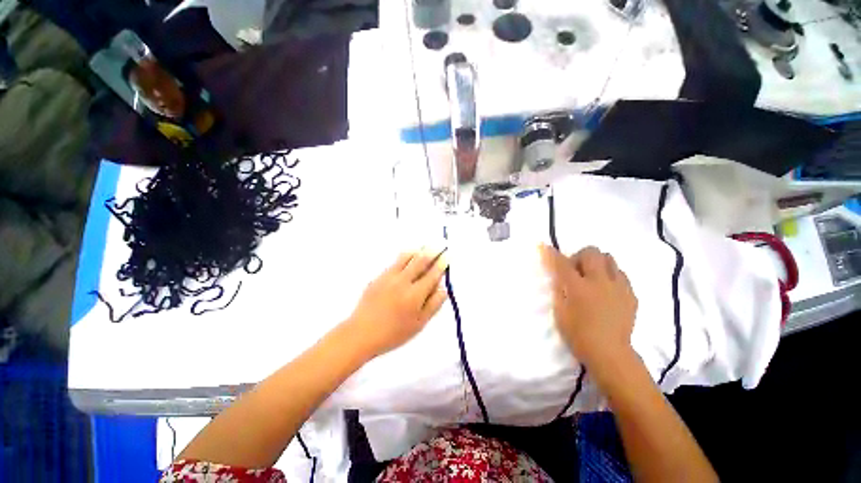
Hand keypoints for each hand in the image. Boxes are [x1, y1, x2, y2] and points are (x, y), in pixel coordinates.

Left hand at [346, 250, 448, 358]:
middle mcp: (403, 281)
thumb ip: (433, 304)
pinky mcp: (379, 277)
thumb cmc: (394, 333)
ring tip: (425, 245)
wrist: (361, 333)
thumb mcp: (419, 324)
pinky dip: (405, 256)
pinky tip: (408, 255)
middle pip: (420, 261)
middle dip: (432, 251)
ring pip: (406, 257)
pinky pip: (395, 262)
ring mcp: (389, 277)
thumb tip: (443, 288)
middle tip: (440, 244)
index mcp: (415, 294)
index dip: (441, 263)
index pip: (432, 274)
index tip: (447, 255)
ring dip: (418, 250)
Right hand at [540, 244, 637, 376]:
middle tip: (576, 270)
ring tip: (593, 278)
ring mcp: (618, 287)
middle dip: (580, 256)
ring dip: (597, 263)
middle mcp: (599, 282)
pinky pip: (621, 274)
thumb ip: (560, 290)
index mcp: (578, 288)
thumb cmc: (578, 334)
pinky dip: (611, 276)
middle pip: (591, 252)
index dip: (551, 253)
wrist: (610, 353)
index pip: (562, 264)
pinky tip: (606, 290)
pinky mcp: (631, 295)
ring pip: (609, 259)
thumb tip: (559, 276)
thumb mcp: (560, 312)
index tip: (543, 246)